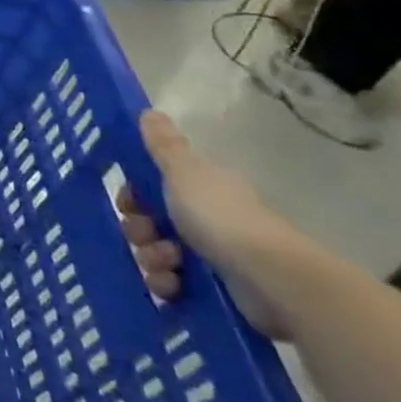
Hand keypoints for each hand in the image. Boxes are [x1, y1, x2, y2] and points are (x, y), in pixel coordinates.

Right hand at [118, 110, 309, 338]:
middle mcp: (205, 218)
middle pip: (149, 222)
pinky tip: (173, 287)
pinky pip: (171, 285)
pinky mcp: (213, 289)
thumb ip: (163, 146)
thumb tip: (149, 112)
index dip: (133, 195)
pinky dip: (166, 285)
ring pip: (156, 253)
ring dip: (152, 259)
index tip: (129, 203)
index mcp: (199, 188)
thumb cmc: (222, 217)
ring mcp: (210, 255)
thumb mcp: (184, 173)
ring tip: (168, 266)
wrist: (271, 277)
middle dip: (139, 230)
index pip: (150, 188)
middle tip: (147, 235)